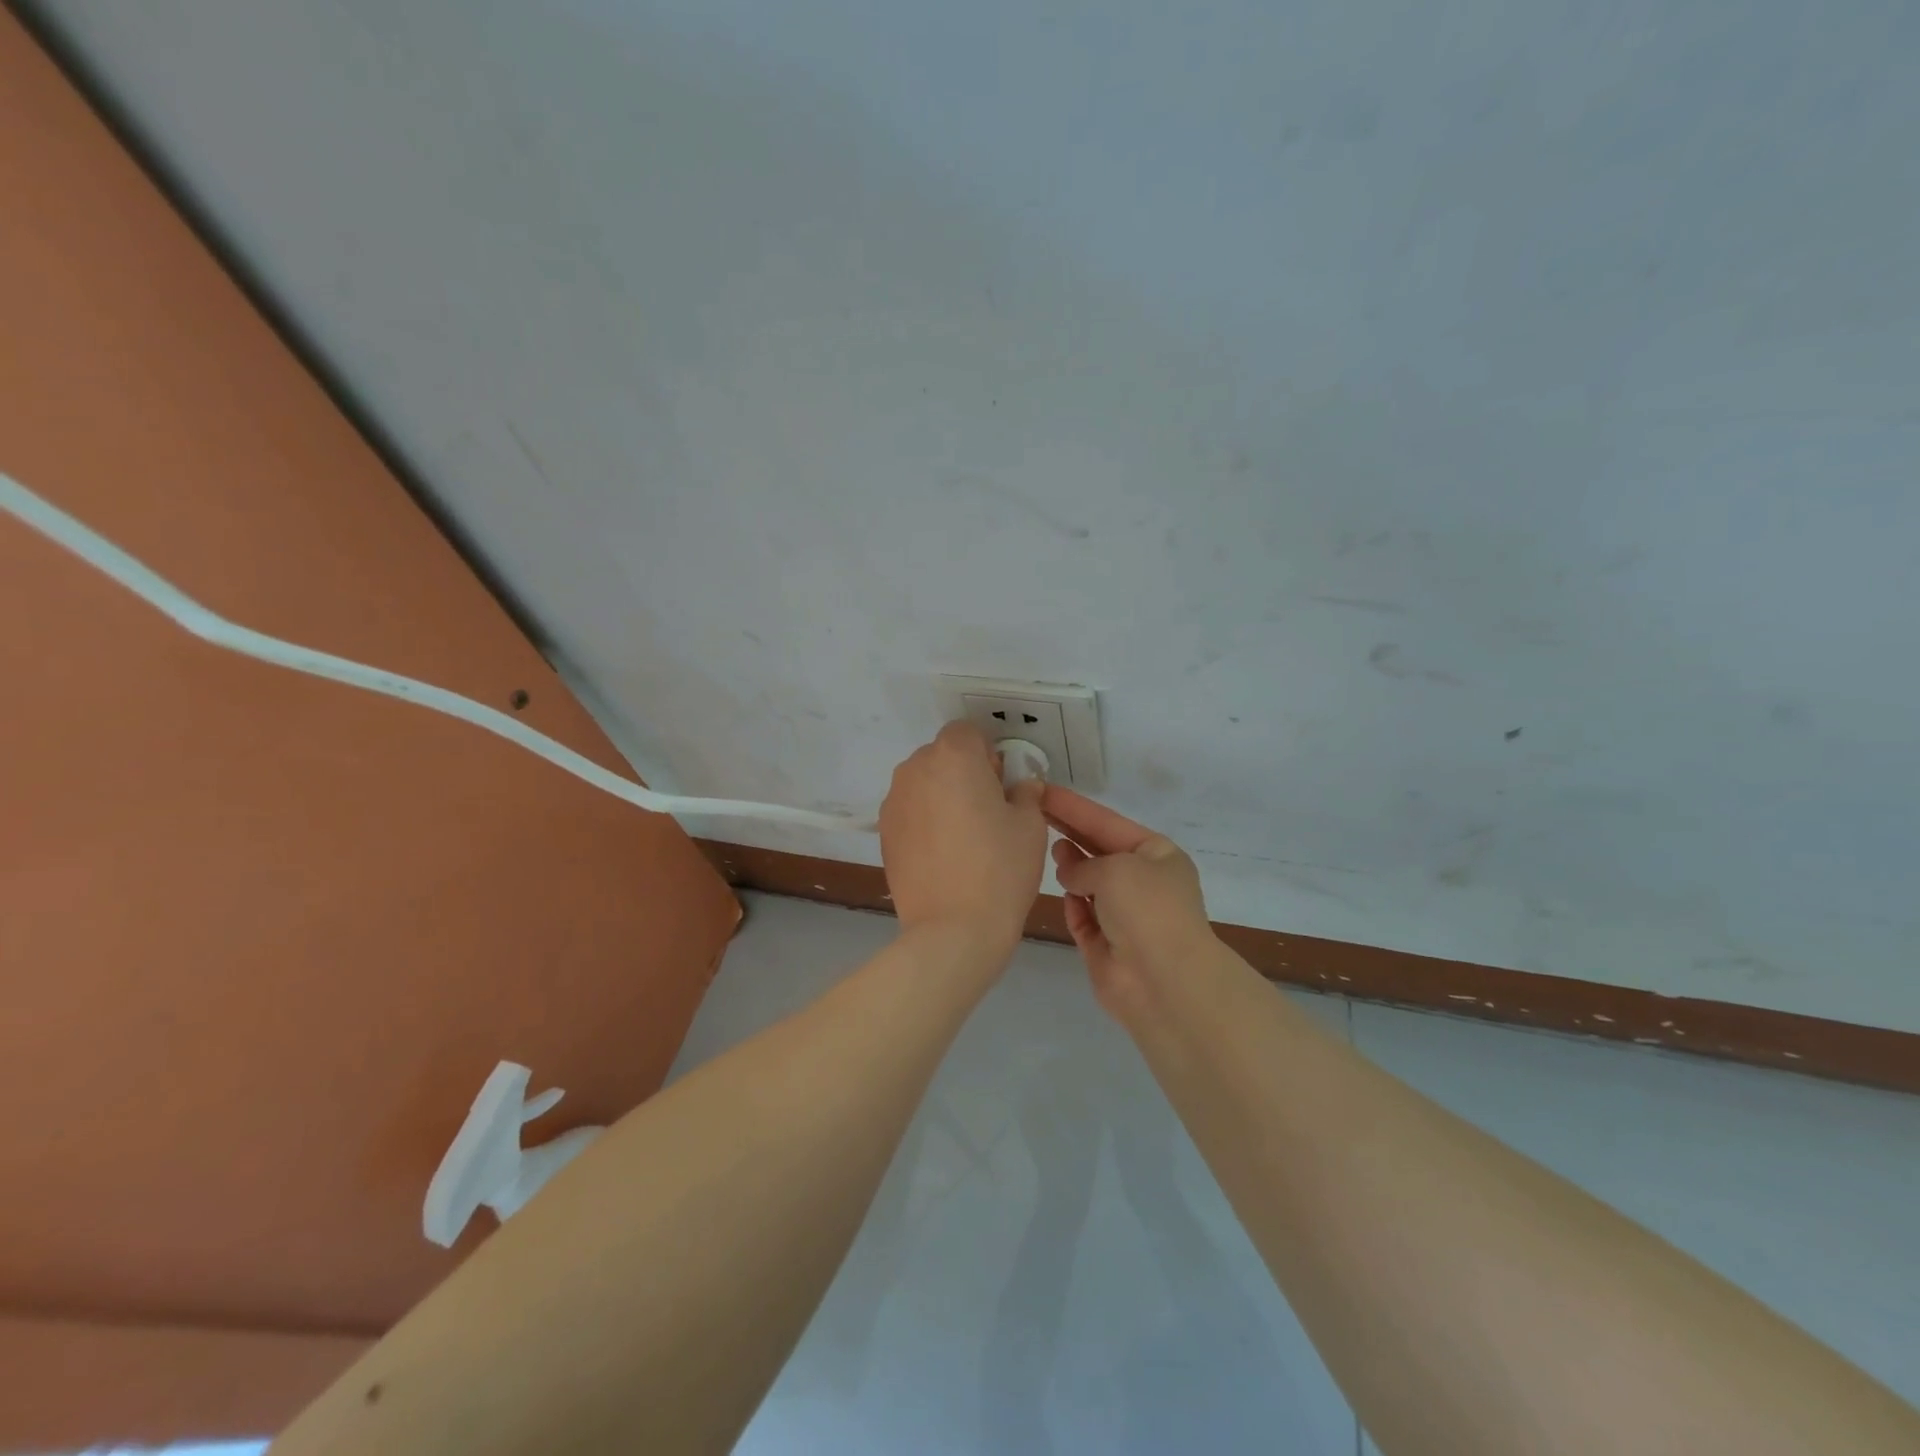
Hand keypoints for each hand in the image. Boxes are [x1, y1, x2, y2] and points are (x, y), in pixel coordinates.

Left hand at [880, 722, 1047, 952]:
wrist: (952, 929)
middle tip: (987, 812)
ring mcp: (894, 801)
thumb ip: (1025, 792)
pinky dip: (925, 821)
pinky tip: (943, 855)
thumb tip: (1020, 786)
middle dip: (964, 773)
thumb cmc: (999, 868)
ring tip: (964, 838)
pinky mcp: (883, 832)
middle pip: (942, 755)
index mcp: (953, 756)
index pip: (968, 732)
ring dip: (942, 796)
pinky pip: (910, 811)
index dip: (988, 754)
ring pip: (924, 783)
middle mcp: (915, 769)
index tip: (1001, 786)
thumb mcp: (1030, 825)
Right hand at [1043, 786, 1214, 1017]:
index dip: (1074, 807)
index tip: (1043, 790)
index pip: (1107, 822)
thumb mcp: (1115, 868)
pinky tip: (1064, 897)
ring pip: (1089, 885)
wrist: (1164, 981)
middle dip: (1070, 833)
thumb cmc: (1147, 909)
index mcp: (1157, 855)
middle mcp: (1143, 883)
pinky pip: (1083, 918)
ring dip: (1072, 870)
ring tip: (1051, 854)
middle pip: (1098, 851)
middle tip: (1033, 813)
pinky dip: (1074, 908)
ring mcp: (1125, 916)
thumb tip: (1070, 875)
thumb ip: (1083, 864)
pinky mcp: (1106, 946)